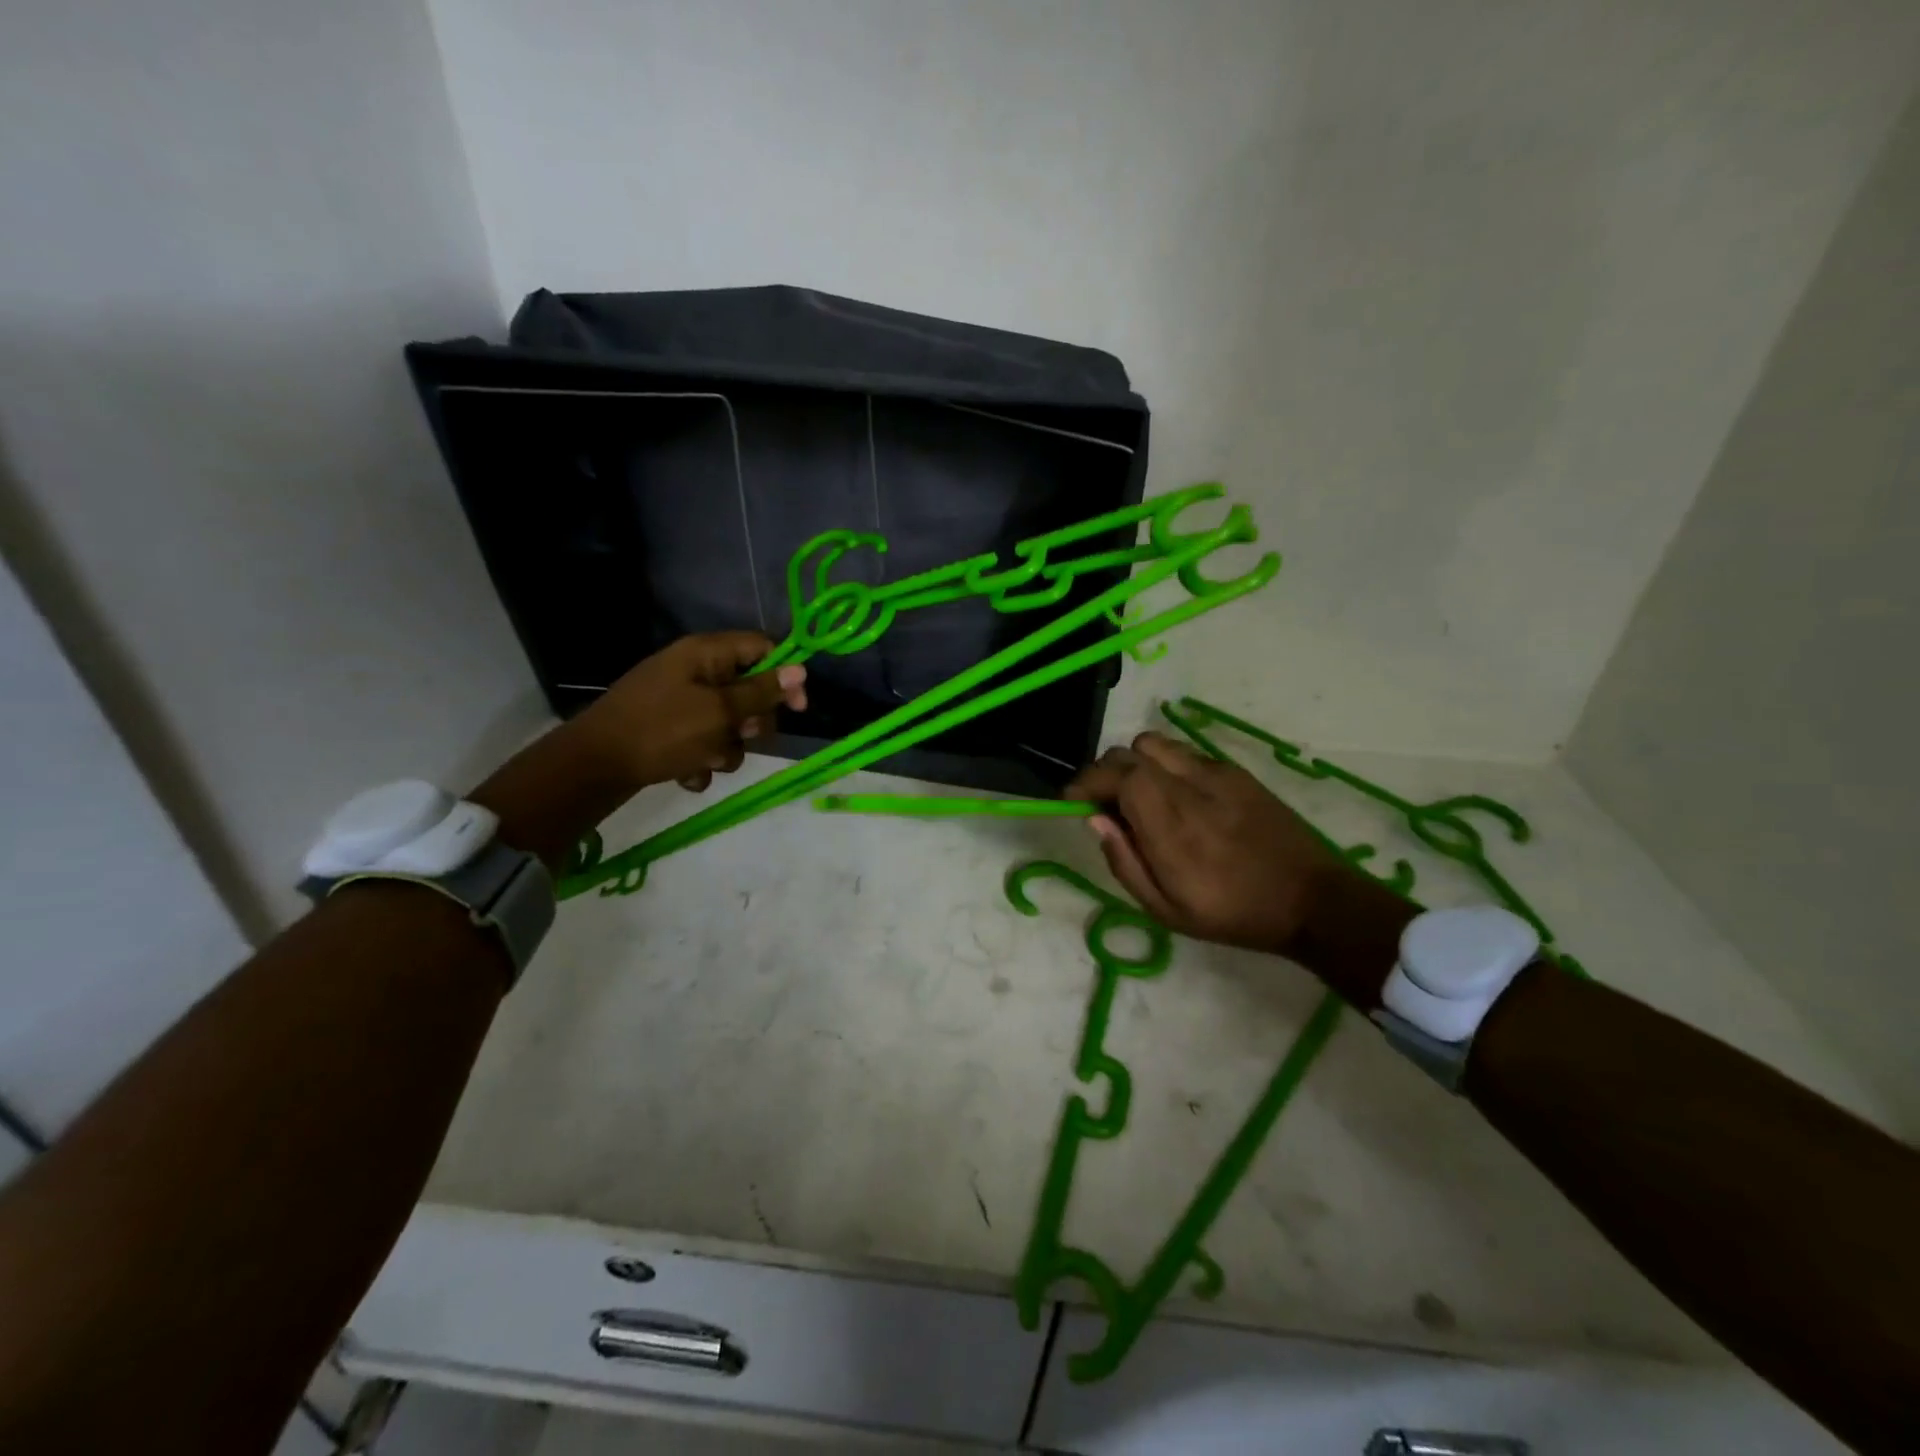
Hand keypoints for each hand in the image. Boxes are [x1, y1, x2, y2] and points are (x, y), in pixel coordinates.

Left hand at [574, 632, 807, 792]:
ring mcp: (680, 701)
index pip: (762, 648)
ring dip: (725, 748)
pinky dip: (702, 760)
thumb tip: (801, 669)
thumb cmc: (662, 731)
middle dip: (750, 722)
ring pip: (728, 723)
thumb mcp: (719, 712)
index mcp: (705, 654)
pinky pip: (704, 742)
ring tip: (705, 760)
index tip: (797, 709)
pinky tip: (686, 773)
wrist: (594, 766)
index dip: (785, 675)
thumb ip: (761, 692)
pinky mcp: (669, 730)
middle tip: (739, 735)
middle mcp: (694, 671)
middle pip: (748, 691)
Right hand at [1066, 732, 1342, 953]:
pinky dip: (1166, 767)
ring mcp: (1215, 773)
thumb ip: (1124, 861)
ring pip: (1156, 744)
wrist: (1312, 899)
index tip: (1071, 802)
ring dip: (1135, 764)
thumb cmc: (1233, 914)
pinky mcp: (1236, 771)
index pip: (1114, 774)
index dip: (1085, 782)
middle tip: (1104, 805)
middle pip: (1129, 752)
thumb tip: (1095, 820)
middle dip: (1105, 774)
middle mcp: (1188, 786)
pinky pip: (1185, 754)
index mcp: (1169, 823)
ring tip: (1140, 797)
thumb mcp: (1166, 910)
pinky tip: (1178, 798)